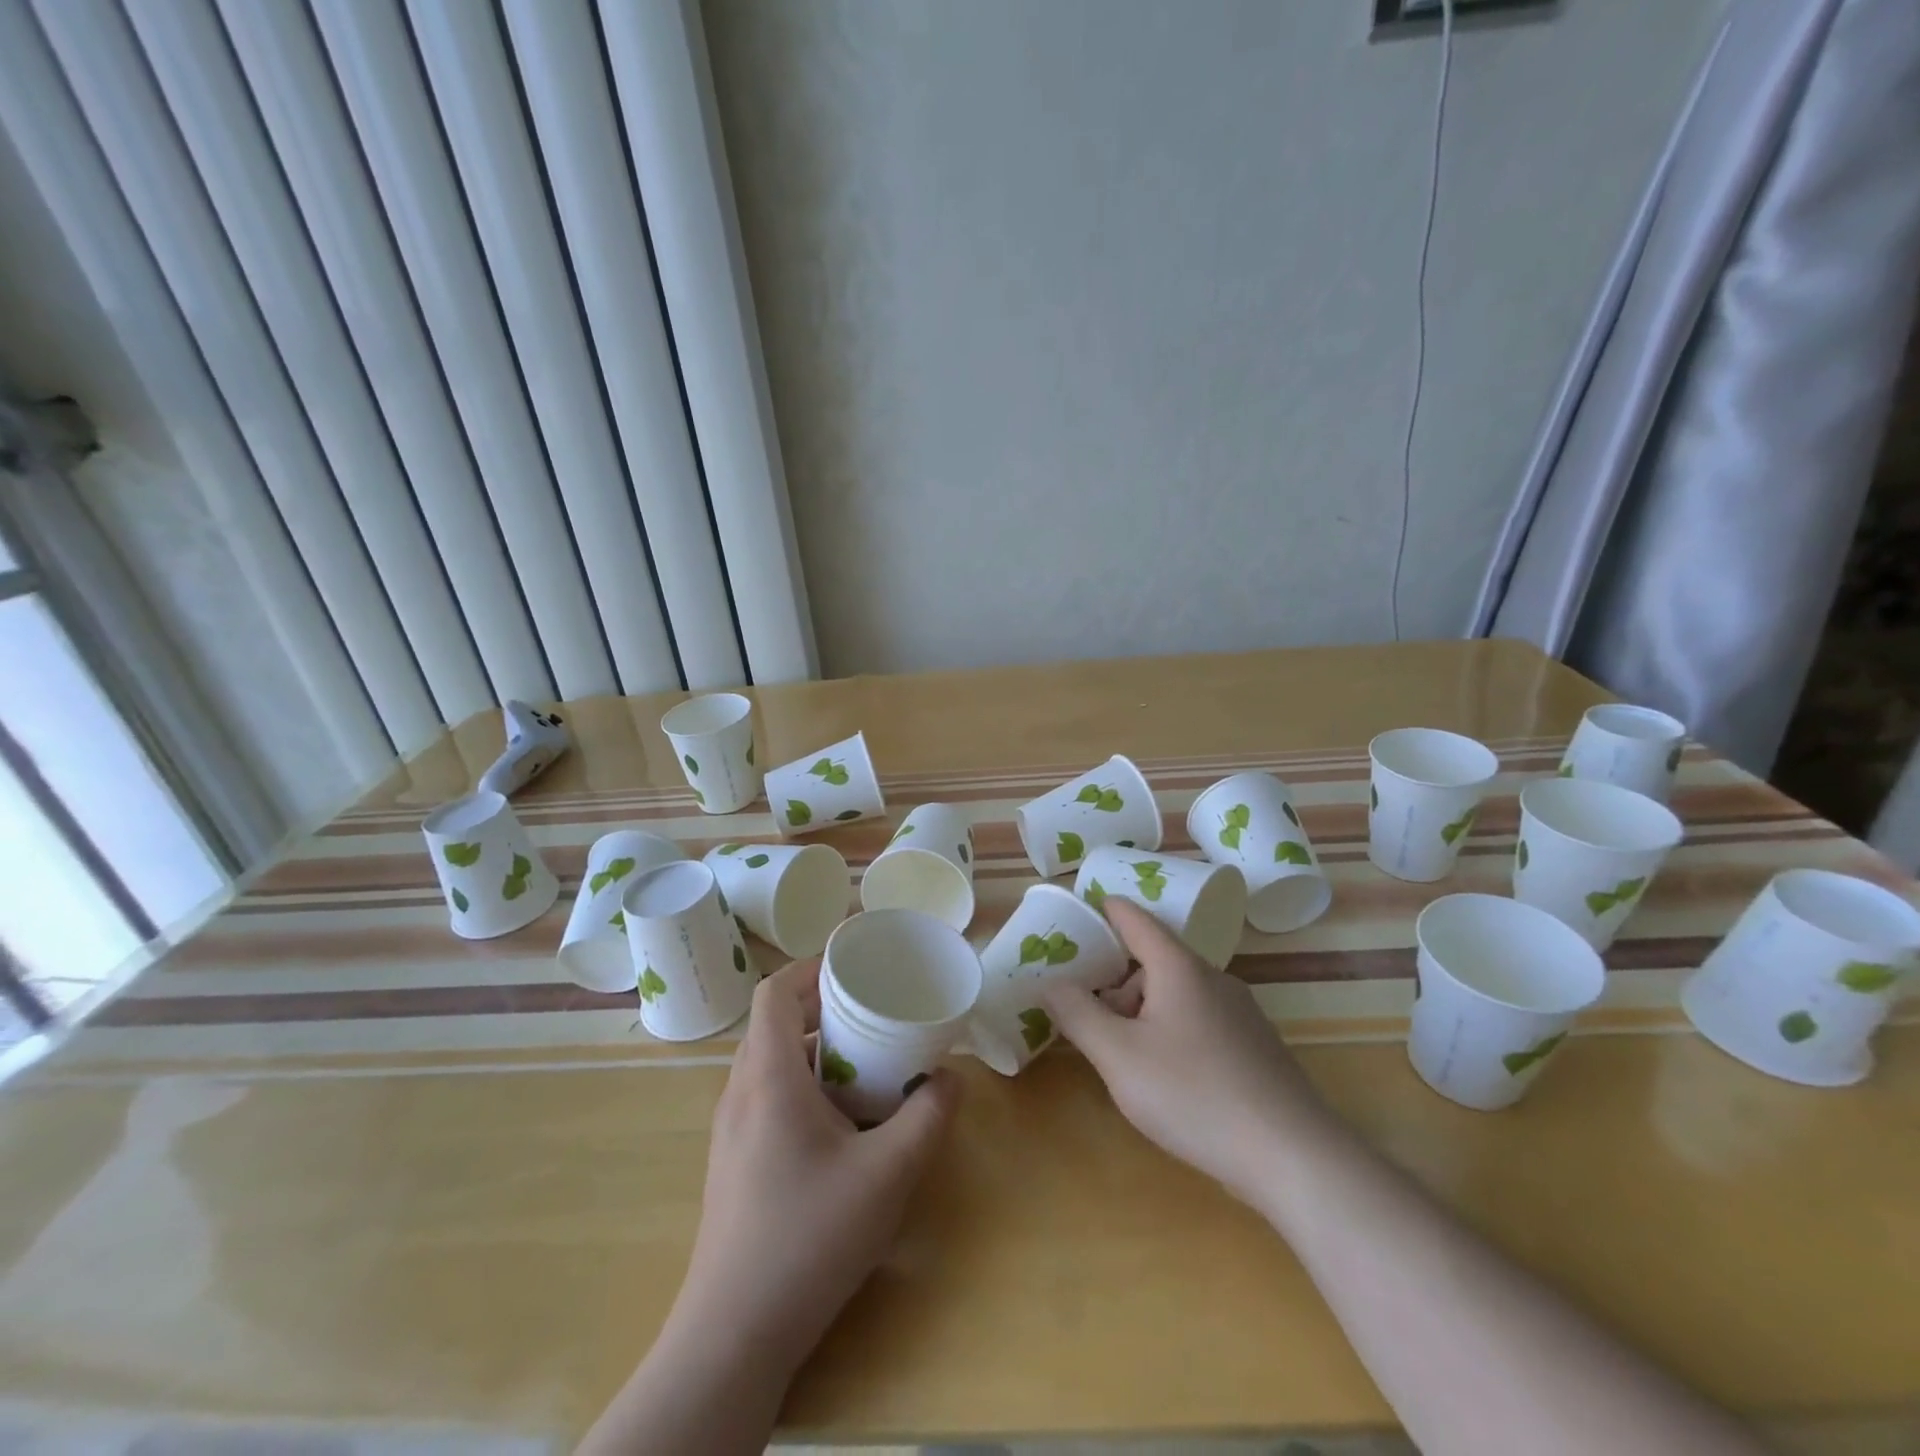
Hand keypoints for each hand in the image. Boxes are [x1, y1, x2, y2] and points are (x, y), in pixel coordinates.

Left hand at [670, 957, 960, 1377]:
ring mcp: (730, 1130)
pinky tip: (840, 1122)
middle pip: (774, 1023)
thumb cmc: (809, 1238)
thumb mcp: (887, 1175)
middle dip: (823, 1007)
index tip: (854, 966)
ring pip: (770, 1062)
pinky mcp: (733, 1162)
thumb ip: (927, 1118)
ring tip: (865, 1063)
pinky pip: (766, 1096)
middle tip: (872, 1013)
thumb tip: (950, 1079)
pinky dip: (802, 1084)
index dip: (811, 967)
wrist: (734, 1335)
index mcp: (768, 1077)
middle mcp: (740, 1092)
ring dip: (814, 1049)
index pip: (775, 992)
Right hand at [1042, 898, 1335, 1206]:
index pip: (1134, 919)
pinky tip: (1168, 1081)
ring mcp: (1240, 1013)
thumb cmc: (1194, 1095)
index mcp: (1179, 967)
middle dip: (1115, 984)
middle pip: (1152, 961)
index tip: (1075, 912)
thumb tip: (1049, 982)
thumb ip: (1077, 1014)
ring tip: (1125, 1061)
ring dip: (1141, 1013)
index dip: (1103, 910)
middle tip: (1089, 1021)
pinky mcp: (1254, 1047)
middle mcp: (1212, 979)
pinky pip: (1199, 1021)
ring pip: (1176, 995)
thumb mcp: (1118, 1056)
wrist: (1293, 1157)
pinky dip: (1170, 1032)